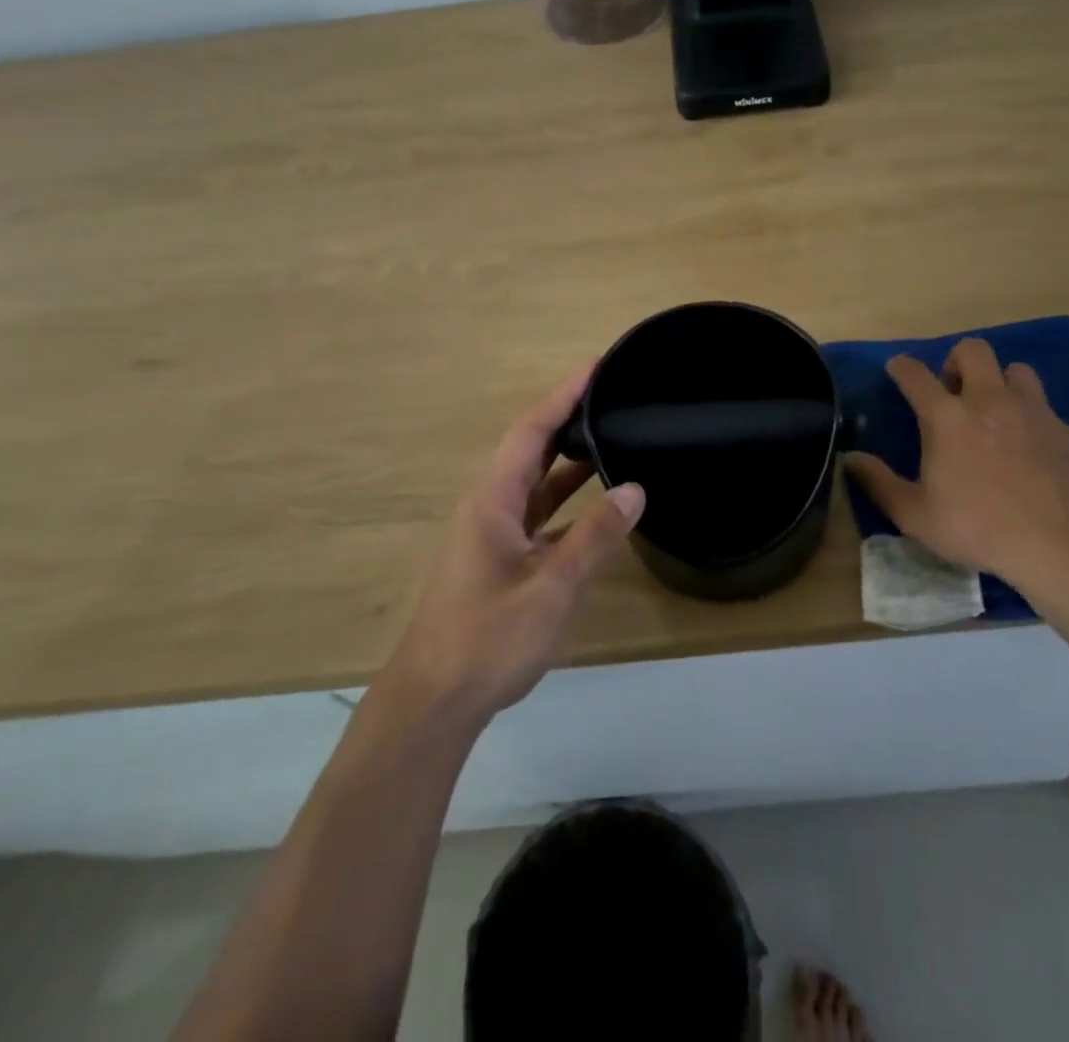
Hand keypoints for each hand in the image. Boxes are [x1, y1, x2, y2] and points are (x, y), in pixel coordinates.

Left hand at [379, 365, 644, 728]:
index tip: (596, 366)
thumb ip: (594, 536)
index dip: (563, 394)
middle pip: (531, 448)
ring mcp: (493, 534)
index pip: (531, 430)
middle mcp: (490, 506)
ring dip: (568, 460)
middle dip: (568, 418)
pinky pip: (538, 514)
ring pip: (535, 483)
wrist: (434, 701)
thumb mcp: (551, 586)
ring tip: (611, 436)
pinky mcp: (500, 559)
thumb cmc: (488, 639)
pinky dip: (566, 501)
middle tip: (612, 396)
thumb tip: (634, 488)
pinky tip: (596, 505)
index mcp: (494, 500)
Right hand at [843, 339, 1068, 613]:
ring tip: (994, 414)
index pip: (915, 374)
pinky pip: (1043, 407)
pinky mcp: (1065, 430)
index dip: (901, 367)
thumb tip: (849, 458)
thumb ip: (878, 482)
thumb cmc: (979, 529)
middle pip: (972, 350)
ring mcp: (1033, 412)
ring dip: (999, 382)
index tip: (897, 370)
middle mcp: (989, 401)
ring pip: (1015, 370)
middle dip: (956, 361)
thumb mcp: (915, 516)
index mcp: (947, 418)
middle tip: (952, 393)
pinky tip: (1028, 450)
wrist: (1063, 547)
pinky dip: (1028, 417)